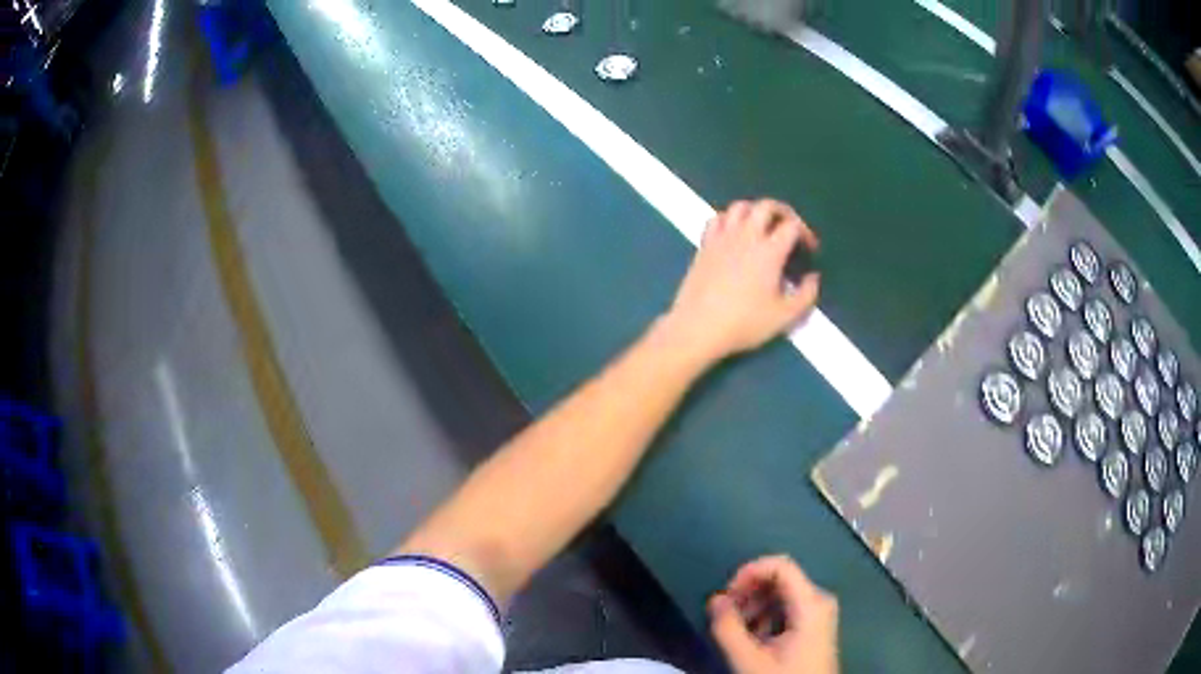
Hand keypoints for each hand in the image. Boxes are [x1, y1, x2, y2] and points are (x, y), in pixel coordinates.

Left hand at [665, 199, 819, 363]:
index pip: (792, 225)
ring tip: (763, 227)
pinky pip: (717, 218)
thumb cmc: (744, 323)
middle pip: (767, 206)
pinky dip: (730, 219)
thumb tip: (813, 277)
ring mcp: (722, 237)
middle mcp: (746, 236)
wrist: (697, 327)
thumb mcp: (784, 317)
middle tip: (790, 229)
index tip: (809, 249)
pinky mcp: (704, 244)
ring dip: (756, 211)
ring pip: (740, 207)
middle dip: (783, 212)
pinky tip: (734, 233)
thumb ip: (806, 295)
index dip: (805, 233)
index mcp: (769, 251)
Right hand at [708, 555, 838, 673]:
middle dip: (748, 593)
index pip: (780, 565)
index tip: (725, 596)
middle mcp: (820, 600)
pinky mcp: (815, 626)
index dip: (748, 572)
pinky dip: (765, 617)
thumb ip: (727, 628)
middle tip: (725, 617)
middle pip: (780, 579)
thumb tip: (715, 599)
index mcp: (811, 602)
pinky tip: (754, 640)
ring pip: (781, 595)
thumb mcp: (749, 660)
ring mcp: (819, 613)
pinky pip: (787, 608)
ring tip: (737, 632)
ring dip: (754, 607)